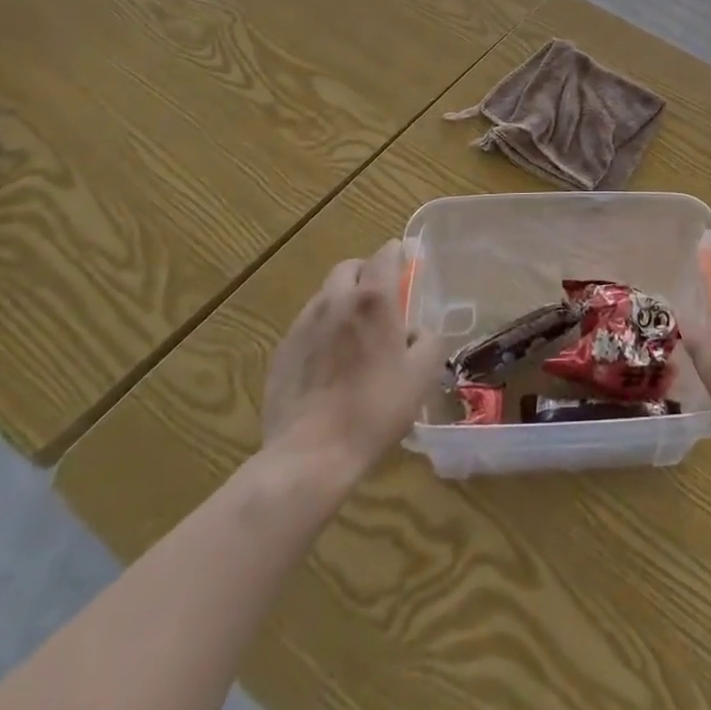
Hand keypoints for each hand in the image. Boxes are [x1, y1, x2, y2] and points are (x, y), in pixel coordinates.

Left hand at [259, 239, 440, 480]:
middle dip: (366, 273)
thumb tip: (417, 331)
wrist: (311, 455)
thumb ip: (429, 340)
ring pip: (325, 295)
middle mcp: (335, 301)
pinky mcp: (281, 351)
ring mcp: (303, 325)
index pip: (386, 253)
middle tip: (381, 301)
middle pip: (349, 267)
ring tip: (353, 334)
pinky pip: (306, 326)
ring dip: (342, 301)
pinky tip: (329, 363)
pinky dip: (321, 330)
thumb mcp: (422, 375)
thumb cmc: (375, 409)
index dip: (399, 255)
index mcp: (374, 300)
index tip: (408, 268)